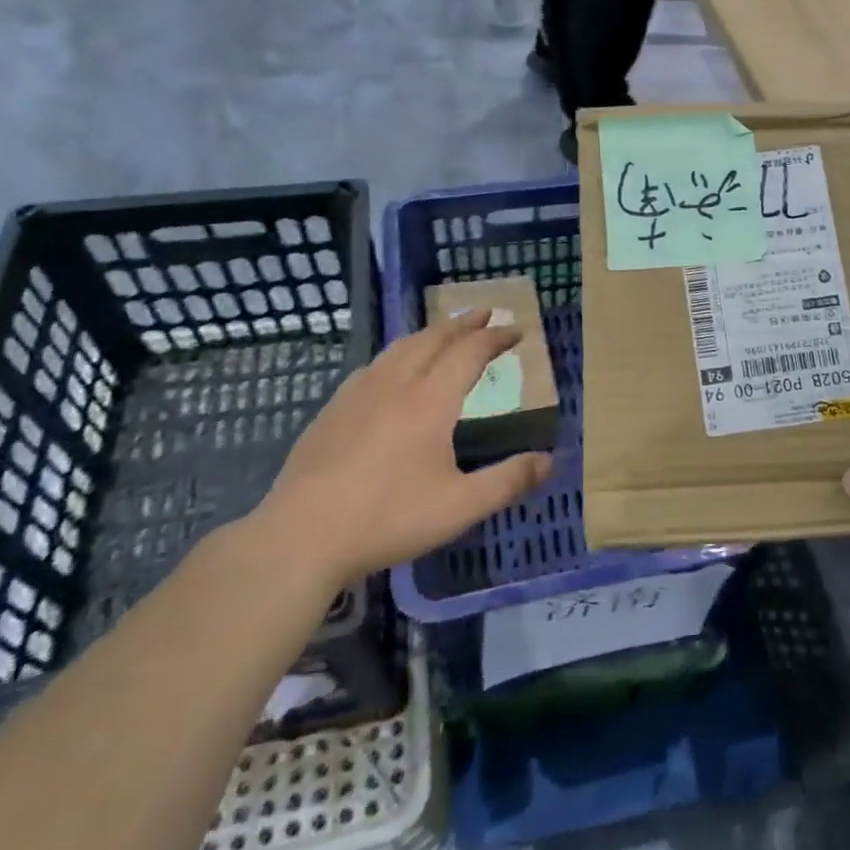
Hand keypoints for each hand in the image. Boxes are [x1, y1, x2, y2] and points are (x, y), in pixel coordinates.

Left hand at [256, 314, 553, 583]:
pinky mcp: (332, 410)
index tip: (517, 329)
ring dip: (429, 333)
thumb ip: (508, 481)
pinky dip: (398, 353)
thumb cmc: (388, 518)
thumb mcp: (460, 507)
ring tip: (443, 332)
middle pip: (433, 338)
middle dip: (463, 323)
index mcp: (430, 400)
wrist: (301, 536)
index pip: (470, 352)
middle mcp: (396, 384)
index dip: (496, 337)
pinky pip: (374, 365)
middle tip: (484, 314)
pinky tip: (392, 369)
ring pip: (400, 347)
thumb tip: (548, 460)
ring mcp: (358, 394)